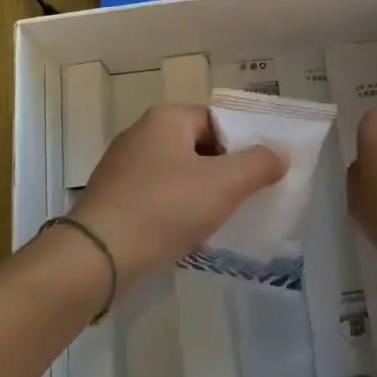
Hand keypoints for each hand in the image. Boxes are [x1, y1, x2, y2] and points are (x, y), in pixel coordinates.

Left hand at [69, 105, 285, 283]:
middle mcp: (142, 133)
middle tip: (245, 200)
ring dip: (200, 194)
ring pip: (177, 174)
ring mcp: (123, 166)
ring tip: (219, 222)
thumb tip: (280, 152)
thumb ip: (259, 165)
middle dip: (223, 172)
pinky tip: (185, 235)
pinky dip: (175, 210)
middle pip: (198, 146)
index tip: (259, 175)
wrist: (96, 257)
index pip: (217, 121)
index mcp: (167, 118)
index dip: (242, 146)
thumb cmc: (164, 209)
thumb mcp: (223, 185)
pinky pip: (156, 196)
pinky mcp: (112, 198)